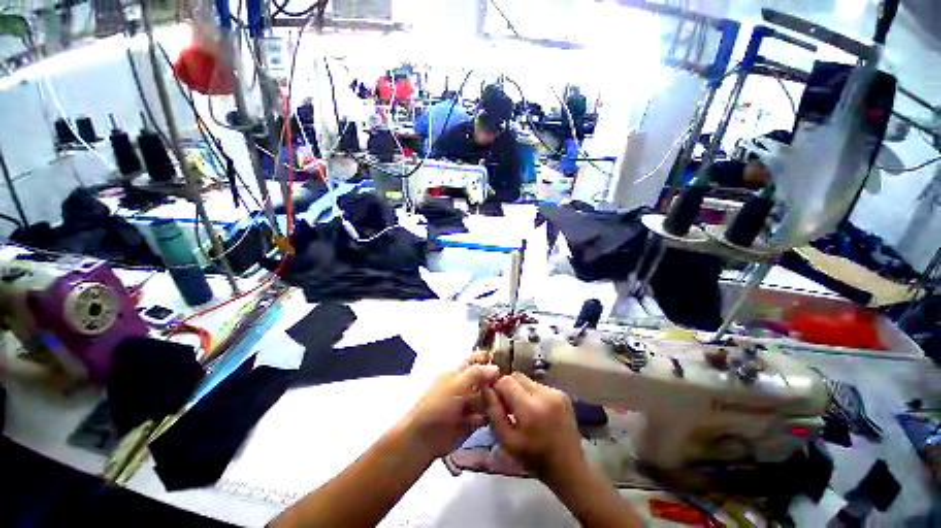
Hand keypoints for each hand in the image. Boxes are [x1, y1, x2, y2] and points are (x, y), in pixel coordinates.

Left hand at [401, 363, 500, 458]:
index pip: (477, 359)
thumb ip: (477, 373)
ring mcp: (468, 403)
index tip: (506, 362)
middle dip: (496, 382)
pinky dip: (489, 416)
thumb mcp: (457, 384)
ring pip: (488, 397)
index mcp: (458, 371)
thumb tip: (496, 367)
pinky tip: (493, 418)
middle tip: (508, 387)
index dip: (490, 359)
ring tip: (501, 404)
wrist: (423, 437)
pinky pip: (486, 415)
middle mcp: (465, 385)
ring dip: (493, 400)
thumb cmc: (438, 404)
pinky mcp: (472, 421)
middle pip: (485, 378)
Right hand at [483, 373, 586, 485]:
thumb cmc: (534, 458)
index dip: (497, 388)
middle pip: (517, 376)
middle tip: (508, 406)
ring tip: (523, 410)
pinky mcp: (563, 393)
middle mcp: (544, 394)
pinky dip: (533, 394)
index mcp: (530, 408)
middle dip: (508, 387)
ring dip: (520, 390)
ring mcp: (556, 392)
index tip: (496, 401)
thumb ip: (493, 412)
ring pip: (528, 380)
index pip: (505, 380)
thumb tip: (485, 388)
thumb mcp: (507, 441)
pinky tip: (536, 411)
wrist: (569, 467)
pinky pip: (539, 385)